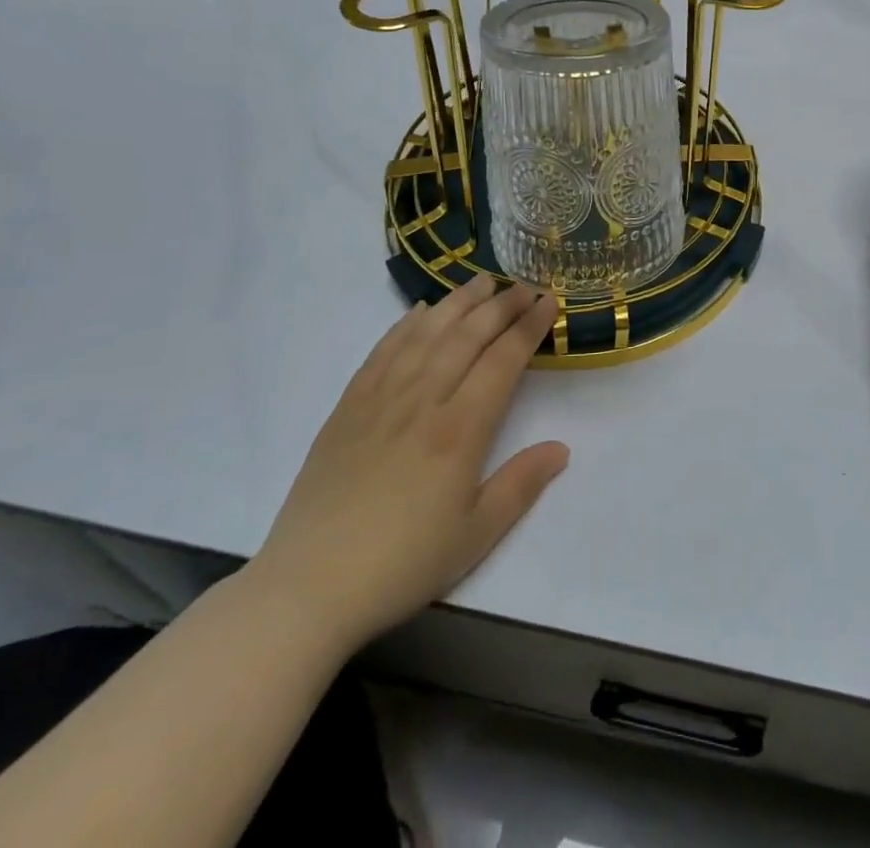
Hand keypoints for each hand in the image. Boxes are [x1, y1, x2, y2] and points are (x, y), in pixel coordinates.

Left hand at [247, 276, 567, 655]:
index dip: (529, 327)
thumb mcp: (475, 535)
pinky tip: (422, 311)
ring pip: (427, 333)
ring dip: (458, 302)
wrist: (307, 587)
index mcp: (459, 430)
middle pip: (468, 336)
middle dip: (502, 305)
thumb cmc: (402, 564)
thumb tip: (561, 448)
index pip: (502, 360)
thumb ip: (521, 485)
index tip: (549, 302)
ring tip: (482, 280)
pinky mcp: (348, 406)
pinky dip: (407, 324)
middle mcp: (422, 400)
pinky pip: (383, 350)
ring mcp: (381, 398)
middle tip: (525, 285)